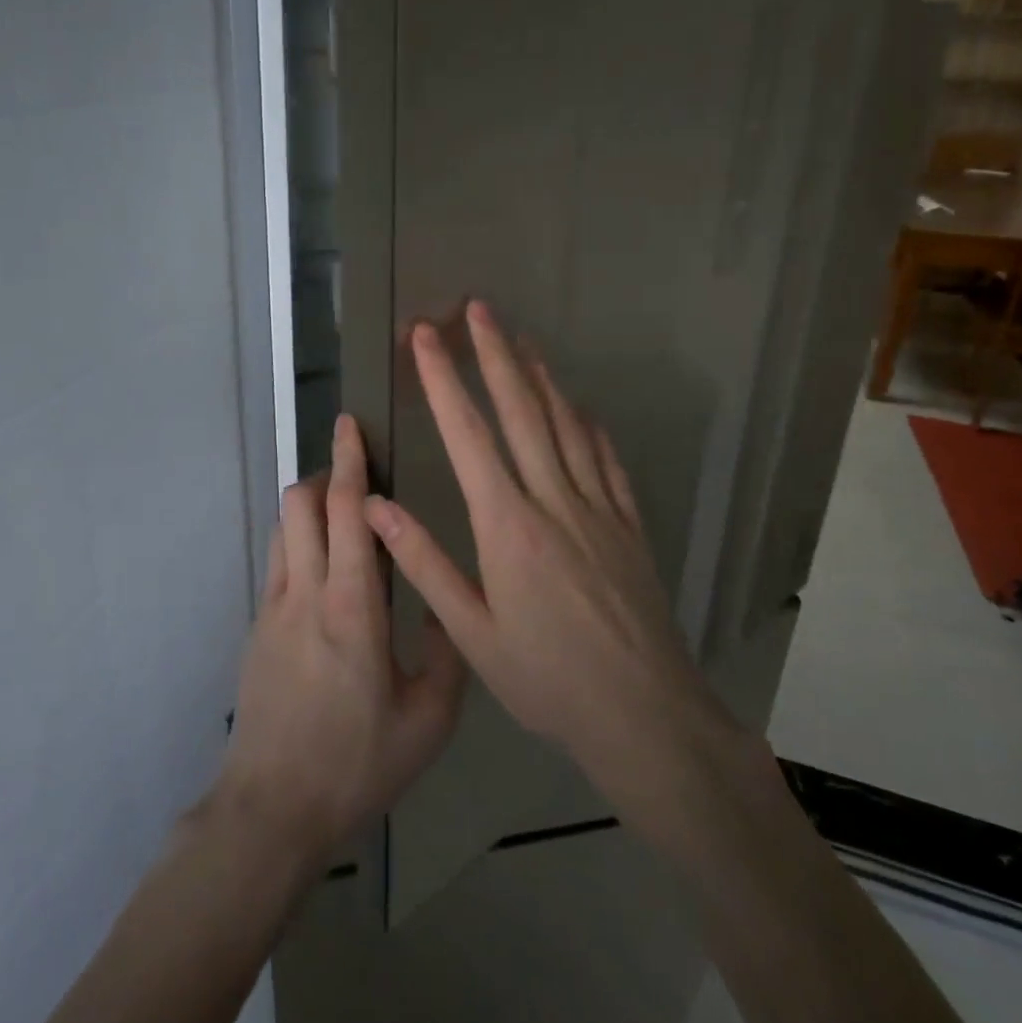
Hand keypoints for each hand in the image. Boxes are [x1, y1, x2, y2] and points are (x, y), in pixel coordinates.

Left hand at [215, 413, 466, 870]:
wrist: (272, 809)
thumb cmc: (357, 764)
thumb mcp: (429, 720)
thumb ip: (448, 652)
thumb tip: (448, 601)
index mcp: (351, 607)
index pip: (345, 512)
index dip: (349, 462)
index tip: (352, 425)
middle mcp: (305, 592)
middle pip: (302, 503)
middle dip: (326, 473)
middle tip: (356, 470)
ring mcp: (273, 607)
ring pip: (284, 527)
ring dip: (309, 505)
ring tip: (342, 515)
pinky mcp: (257, 626)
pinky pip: (278, 560)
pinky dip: (299, 540)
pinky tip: (325, 571)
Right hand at [363, 300, 740, 828]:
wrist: (644, 714)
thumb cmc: (547, 679)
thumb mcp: (473, 633)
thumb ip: (424, 563)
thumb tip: (377, 506)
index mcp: (507, 526)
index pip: (468, 435)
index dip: (443, 380)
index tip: (425, 337)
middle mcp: (553, 501)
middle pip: (521, 411)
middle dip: (493, 354)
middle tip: (477, 308)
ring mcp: (598, 508)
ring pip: (566, 424)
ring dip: (540, 376)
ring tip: (520, 339)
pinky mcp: (629, 524)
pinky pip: (606, 460)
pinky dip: (588, 424)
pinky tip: (580, 407)